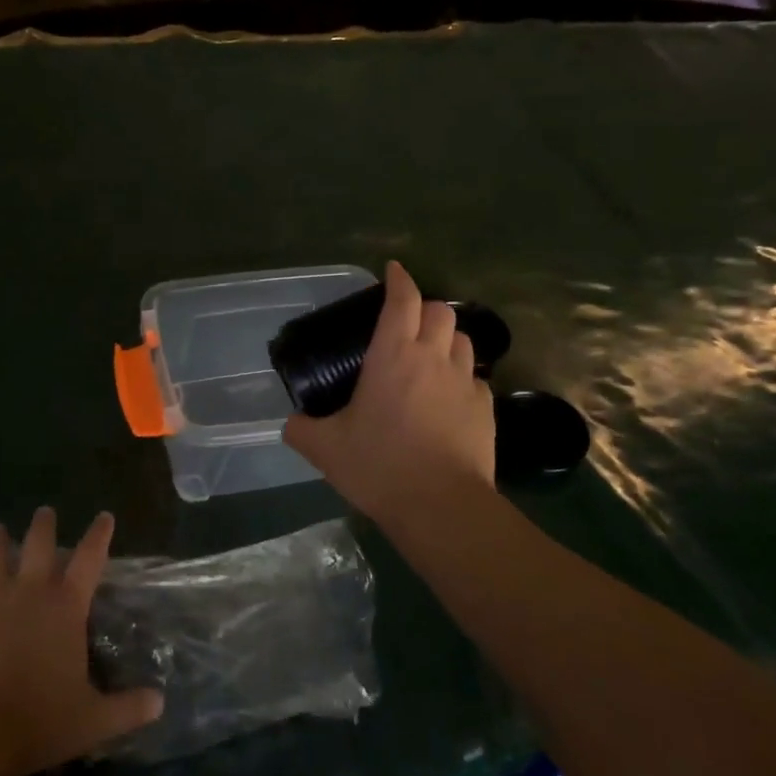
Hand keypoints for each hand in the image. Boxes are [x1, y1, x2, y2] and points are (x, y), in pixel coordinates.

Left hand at [0, 508, 162, 775]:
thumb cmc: (38, 722)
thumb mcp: (93, 720)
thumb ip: (128, 708)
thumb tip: (160, 702)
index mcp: (65, 606)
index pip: (90, 558)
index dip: (99, 534)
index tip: (104, 516)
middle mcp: (29, 590)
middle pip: (38, 543)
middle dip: (43, 524)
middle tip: (44, 512)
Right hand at [283, 261, 495, 517]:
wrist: (441, 505)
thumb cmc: (380, 466)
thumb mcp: (325, 449)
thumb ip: (301, 429)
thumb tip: (290, 423)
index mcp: (393, 355)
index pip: (402, 299)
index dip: (399, 279)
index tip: (393, 270)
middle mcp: (433, 358)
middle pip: (440, 311)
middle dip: (424, 308)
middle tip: (407, 324)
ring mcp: (465, 382)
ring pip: (463, 341)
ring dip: (446, 340)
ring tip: (431, 357)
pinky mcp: (486, 409)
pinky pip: (476, 379)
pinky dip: (462, 378)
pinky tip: (449, 399)